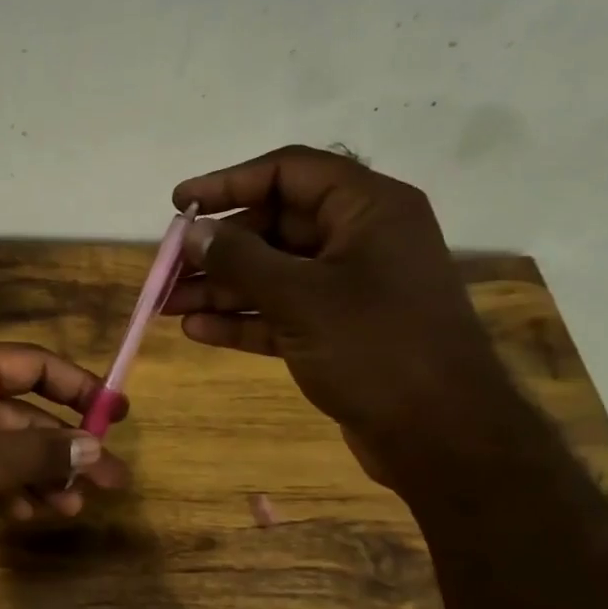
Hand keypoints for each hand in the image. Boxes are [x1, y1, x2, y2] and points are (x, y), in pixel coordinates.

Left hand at [0, 344, 130, 590]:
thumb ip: (39, 453)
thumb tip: (96, 446)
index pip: (30, 364)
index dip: (77, 386)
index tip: (117, 414)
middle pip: (21, 414)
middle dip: (64, 447)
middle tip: (112, 480)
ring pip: (3, 450)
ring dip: (40, 476)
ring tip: (73, 508)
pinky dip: (7, 492)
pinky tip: (29, 516)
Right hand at [161, 146, 517, 481]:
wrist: (441, 436)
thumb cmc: (376, 348)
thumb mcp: (300, 297)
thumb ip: (240, 260)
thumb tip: (194, 233)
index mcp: (368, 209)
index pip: (289, 172)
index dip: (229, 182)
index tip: (179, 203)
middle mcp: (359, 240)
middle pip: (275, 226)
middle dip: (218, 248)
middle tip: (167, 267)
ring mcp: (349, 288)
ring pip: (272, 273)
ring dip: (220, 287)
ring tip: (166, 304)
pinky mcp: (337, 331)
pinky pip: (280, 313)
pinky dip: (242, 320)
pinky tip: (197, 329)